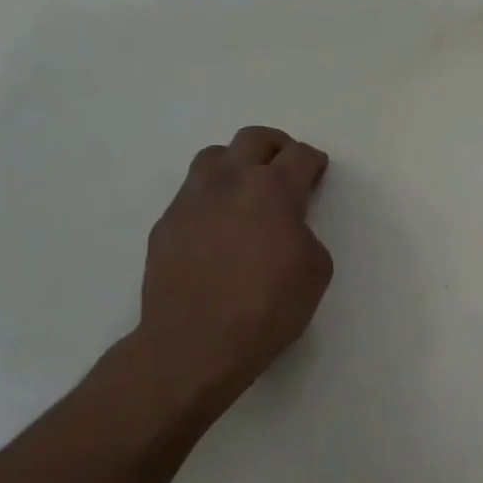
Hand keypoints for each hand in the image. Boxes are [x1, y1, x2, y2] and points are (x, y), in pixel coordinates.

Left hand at [123, 126, 332, 424]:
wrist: (196, 343)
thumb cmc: (268, 308)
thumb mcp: (315, 271)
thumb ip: (305, 234)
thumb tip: (287, 228)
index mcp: (273, 190)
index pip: (299, 156)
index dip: (313, 160)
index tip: (316, 169)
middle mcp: (229, 182)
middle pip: (253, 139)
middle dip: (276, 146)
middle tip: (285, 163)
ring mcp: (191, 200)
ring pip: (214, 157)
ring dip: (236, 163)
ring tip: (246, 188)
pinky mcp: (166, 224)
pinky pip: (192, 195)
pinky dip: (210, 199)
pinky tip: (217, 228)